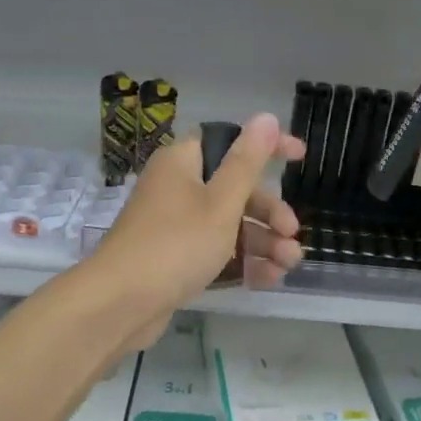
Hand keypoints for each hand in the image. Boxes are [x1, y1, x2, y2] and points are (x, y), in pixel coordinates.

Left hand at [88, 112, 304, 348]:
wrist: (120, 304)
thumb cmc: (176, 244)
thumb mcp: (221, 203)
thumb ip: (247, 162)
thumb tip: (265, 116)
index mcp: (183, 164)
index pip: (231, 142)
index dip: (268, 147)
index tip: (300, 156)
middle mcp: (178, 188)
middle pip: (235, 189)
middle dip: (270, 212)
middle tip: (292, 233)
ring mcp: (175, 225)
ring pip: (229, 224)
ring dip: (263, 241)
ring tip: (289, 265)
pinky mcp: (175, 258)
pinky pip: (216, 251)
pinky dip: (242, 261)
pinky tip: (268, 279)